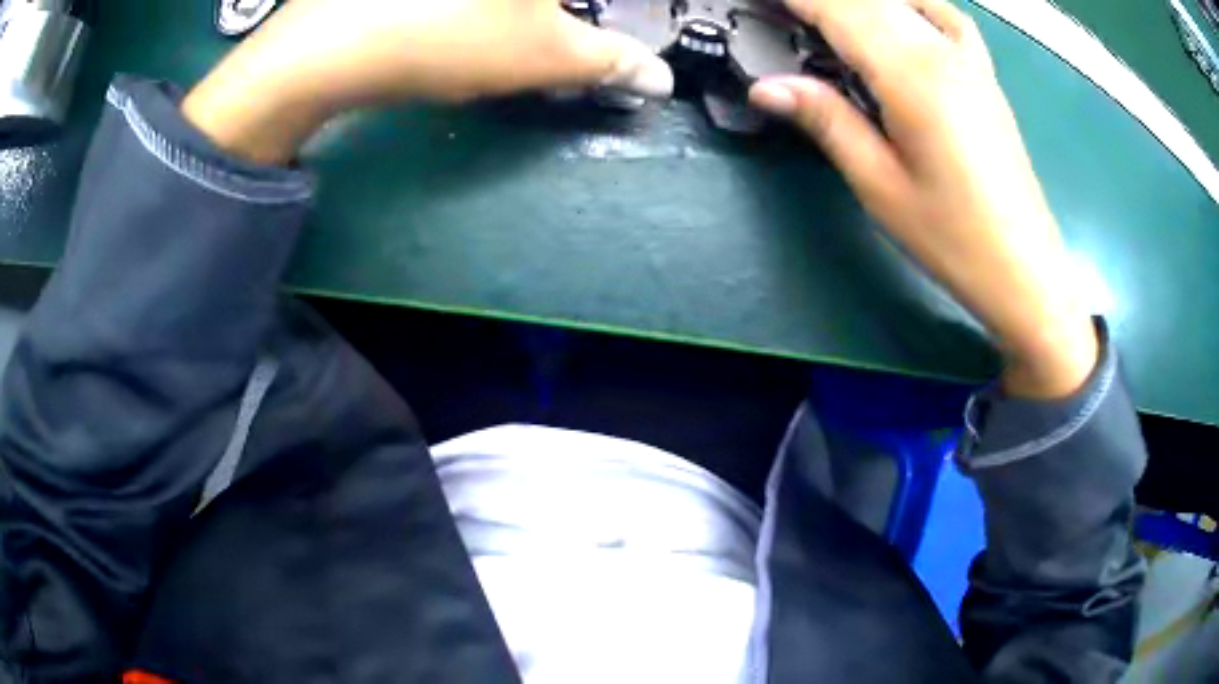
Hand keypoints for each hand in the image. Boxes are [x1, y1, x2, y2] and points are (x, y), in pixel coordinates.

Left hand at [183, 0, 672, 162]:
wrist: (327, 46)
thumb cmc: (449, 37)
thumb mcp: (544, 55)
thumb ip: (612, 60)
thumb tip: (659, 79)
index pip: (595, 1)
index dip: (600, 16)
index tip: (565, 33)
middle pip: (547, 2)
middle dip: (555, 16)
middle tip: (539, 33)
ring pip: (507, 5)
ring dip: (523, 15)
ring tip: (495, 35)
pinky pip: (470, 3)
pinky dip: (483, 11)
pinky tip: (463, 18)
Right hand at [748, 0, 1096, 398]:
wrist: (1024, 269)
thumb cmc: (953, 239)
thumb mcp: (880, 185)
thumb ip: (827, 121)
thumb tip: (766, 87)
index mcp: (911, 74)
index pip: (838, 9)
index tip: (757, 0)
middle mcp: (941, 50)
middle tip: (785, 11)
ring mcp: (969, 59)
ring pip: (903, 1)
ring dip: (859, 3)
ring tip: (827, 17)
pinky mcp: (983, 75)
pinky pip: (943, 15)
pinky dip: (910, 4)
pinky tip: (897, 15)